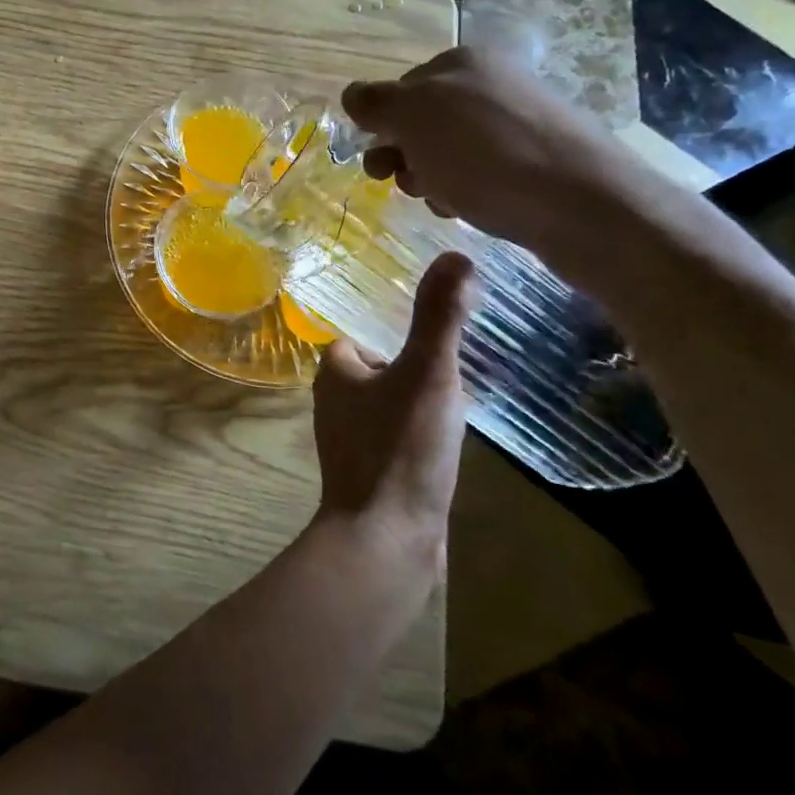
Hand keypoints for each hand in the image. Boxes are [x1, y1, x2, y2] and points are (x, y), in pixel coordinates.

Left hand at [311, 252, 472, 561]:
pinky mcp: (371, 474)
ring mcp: (351, 442)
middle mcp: (334, 403)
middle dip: (414, 368)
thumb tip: (456, 254)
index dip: (396, 334)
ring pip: (389, 405)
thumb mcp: (428, 373)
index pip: (362, 336)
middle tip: (455, 371)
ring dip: (420, 403)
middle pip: (379, 369)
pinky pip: (397, 440)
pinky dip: (420, 436)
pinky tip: (449, 447)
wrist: (387, 540)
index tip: (435, 337)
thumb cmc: (400, 448)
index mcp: (335, 373)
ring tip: (459, 405)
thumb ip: (439, 317)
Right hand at [342, 46, 648, 263]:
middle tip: (408, 184)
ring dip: (432, 179)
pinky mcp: (538, 161)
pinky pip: (481, 173)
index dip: (382, 127)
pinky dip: (466, 192)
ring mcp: (519, 122)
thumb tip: (352, 95)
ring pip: (448, 152)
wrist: (584, 203)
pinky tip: (472, 210)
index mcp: (461, 64)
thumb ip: (376, 102)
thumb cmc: (486, 154)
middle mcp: (491, 84)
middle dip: (406, 156)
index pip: (397, 90)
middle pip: (422, 123)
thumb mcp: (414, 118)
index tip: (381, 161)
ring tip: (444, 201)